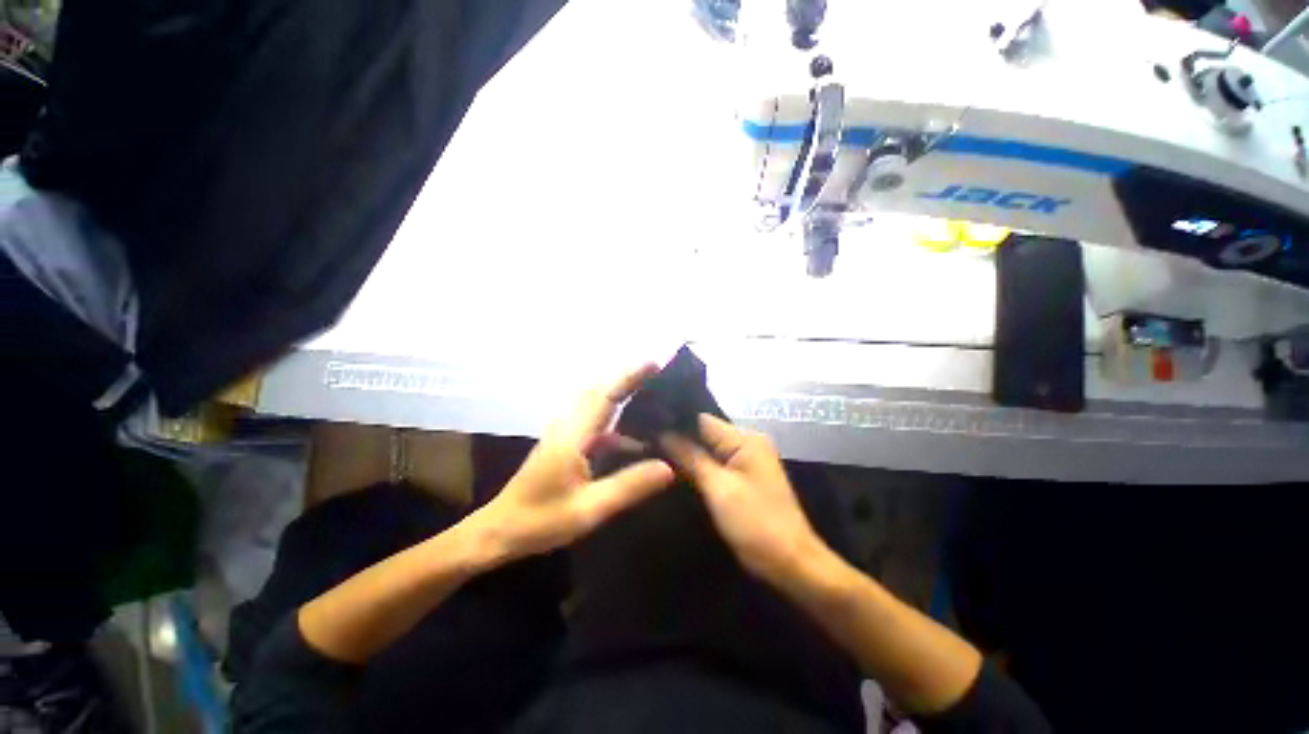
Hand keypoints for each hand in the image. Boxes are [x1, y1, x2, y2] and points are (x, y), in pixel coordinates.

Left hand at [474, 364, 674, 561]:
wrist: (499, 530)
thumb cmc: (540, 521)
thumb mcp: (589, 509)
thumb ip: (629, 486)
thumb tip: (669, 467)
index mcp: (573, 434)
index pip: (606, 394)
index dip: (630, 376)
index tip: (655, 363)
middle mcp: (568, 424)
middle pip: (601, 390)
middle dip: (629, 378)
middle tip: (660, 374)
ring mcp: (564, 432)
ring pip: (596, 402)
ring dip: (622, 393)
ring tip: (653, 396)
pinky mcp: (564, 442)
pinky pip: (594, 420)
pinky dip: (615, 418)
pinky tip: (635, 436)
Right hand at [661, 414, 824, 581]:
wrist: (791, 564)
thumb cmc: (756, 523)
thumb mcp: (719, 487)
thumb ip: (690, 456)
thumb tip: (662, 432)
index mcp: (745, 438)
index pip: (702, 420)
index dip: (674, 422)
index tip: (645, 427)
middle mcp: (746, 442)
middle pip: (704, 433)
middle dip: (677, 438)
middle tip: (643, 442)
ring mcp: (745, 461)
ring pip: (707, 449)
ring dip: (685, 453)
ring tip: (650, 453)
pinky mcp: (741, 478)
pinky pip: (714, 464)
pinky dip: (696, 467)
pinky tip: (672, 470)